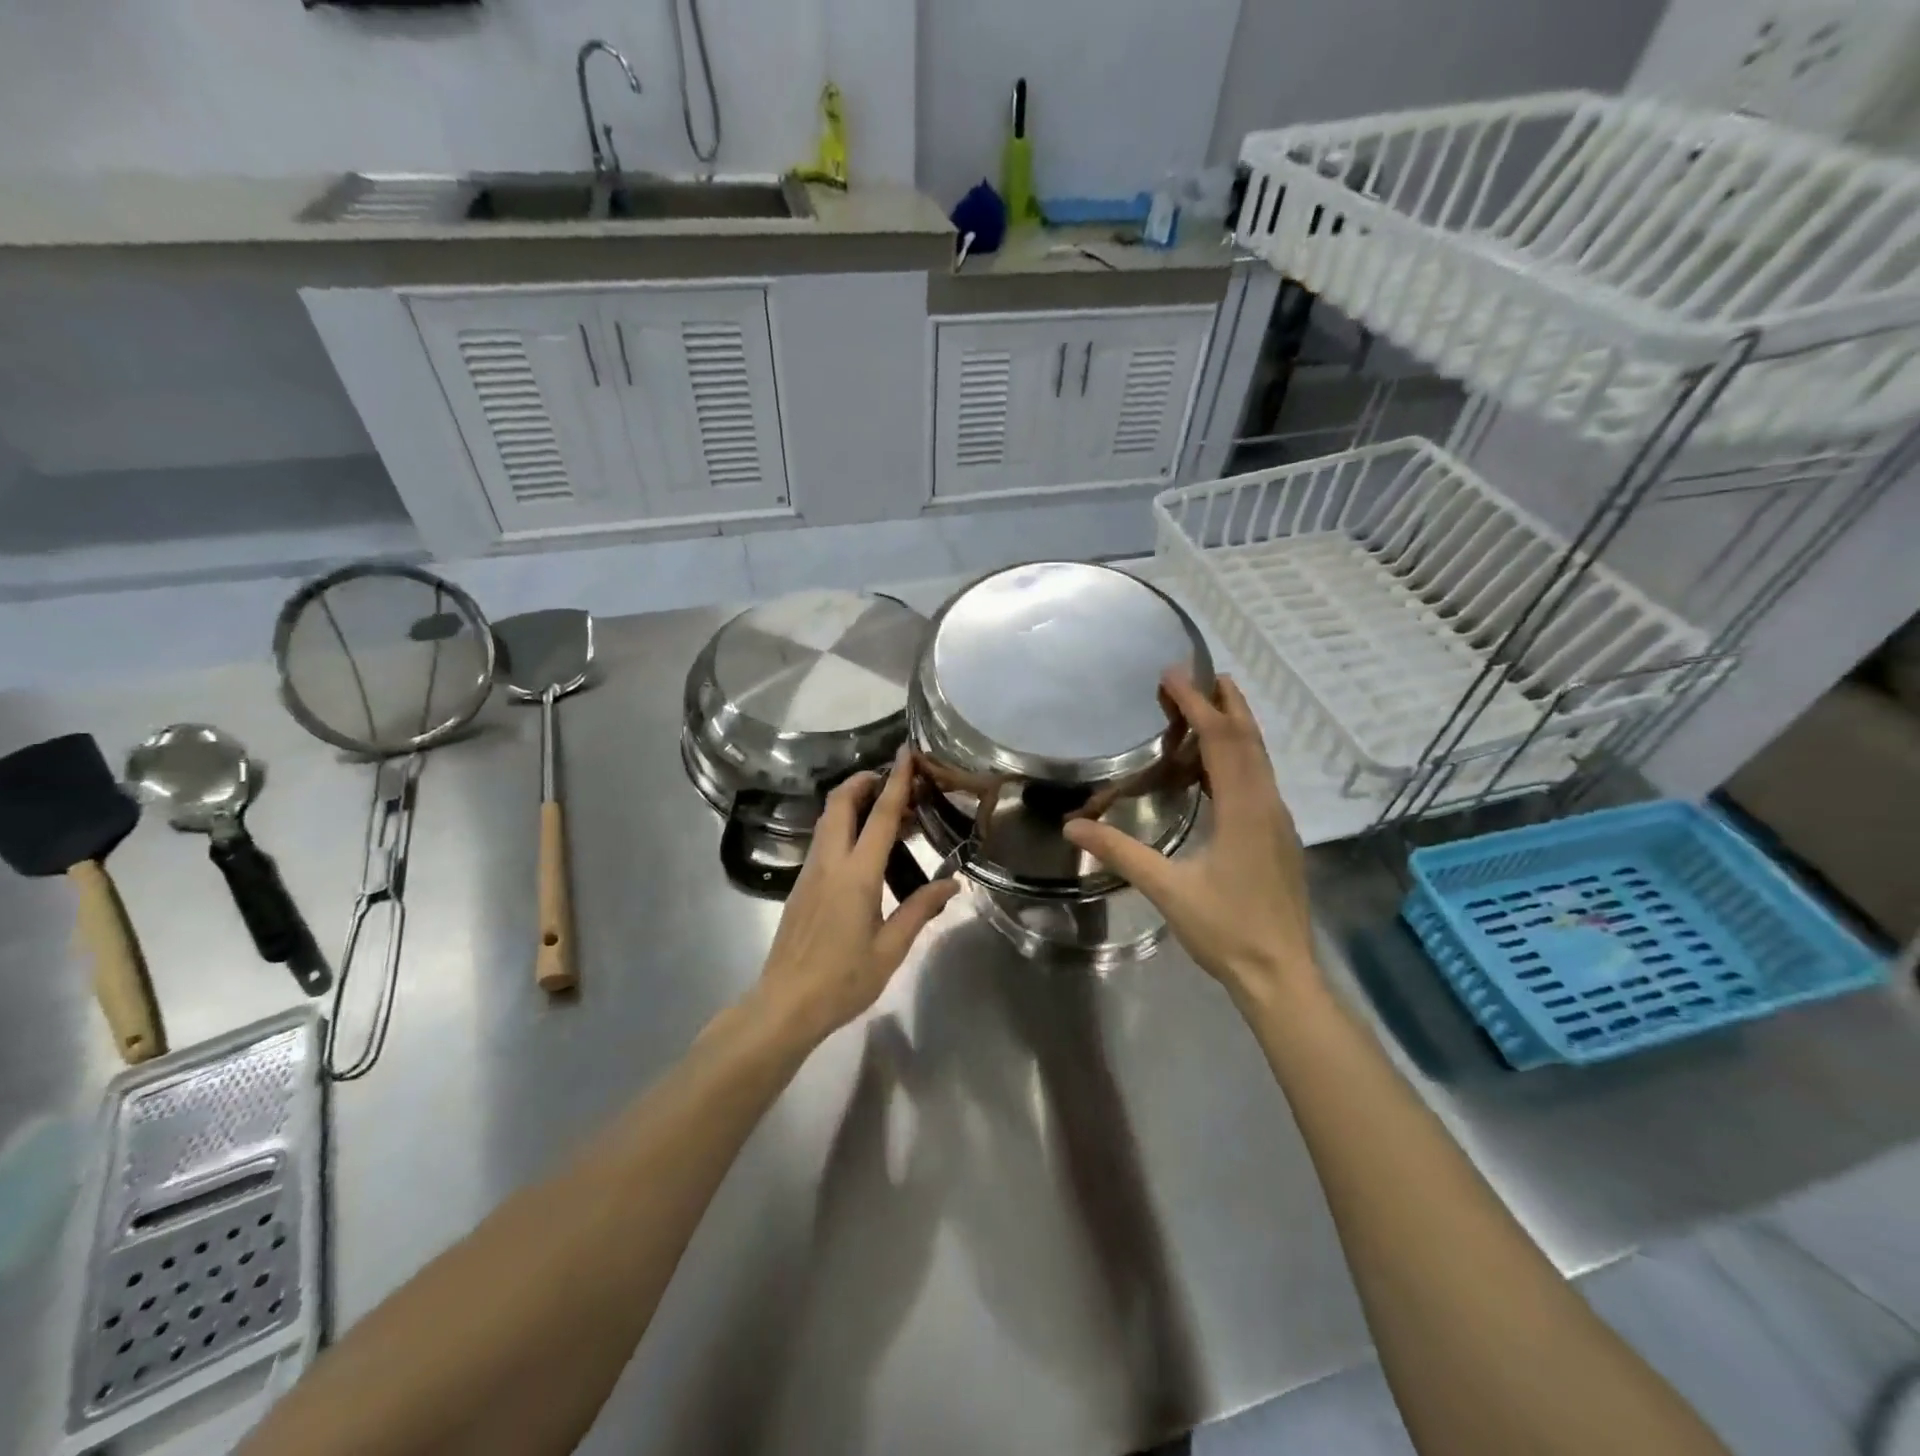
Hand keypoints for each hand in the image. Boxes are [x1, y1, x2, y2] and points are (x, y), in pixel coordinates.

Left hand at [753, 749, 959, 1045]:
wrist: (785, 1004)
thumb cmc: (843, 980)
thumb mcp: (890, 949)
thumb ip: (920, 909)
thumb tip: (952, 883)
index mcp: (856, 874)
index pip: (879, 816)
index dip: (895, 781)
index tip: (906, 754)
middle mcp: (829, 862)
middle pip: (841, 803)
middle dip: (864, 781)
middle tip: (893, 780)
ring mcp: (809, 871)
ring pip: (828, 819)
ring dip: (852, 801)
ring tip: (884, 810)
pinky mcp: (800, 884)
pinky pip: (823, 839)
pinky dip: (843, 825)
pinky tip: (863, 846)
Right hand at [1063, 672, 1317, 1011]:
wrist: (1281, 974)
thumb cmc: (1226, 929)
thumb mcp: (1168, 890)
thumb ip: (1121, 852)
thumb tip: (1072, 826)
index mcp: (1244, 809)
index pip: (1221, 741)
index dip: (1197, 704)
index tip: (1174, 675)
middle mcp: (1268, 804)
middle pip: (1250, 739)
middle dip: (1227, 703)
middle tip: (1202, 674)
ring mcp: (1278, 821)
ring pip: (1260, 759)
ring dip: (1236, 728)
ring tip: (1210, 707)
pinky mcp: (1279, 837)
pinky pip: (1260, 780)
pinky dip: (1240, 757)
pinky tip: (1219, 769)